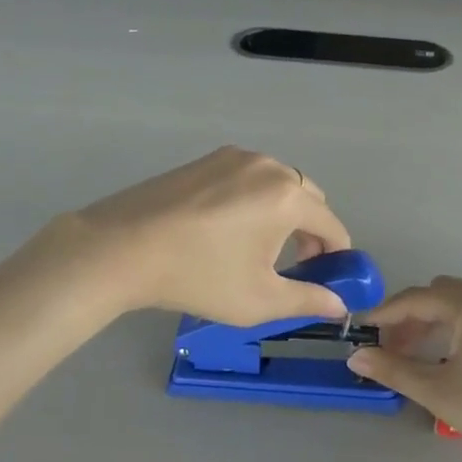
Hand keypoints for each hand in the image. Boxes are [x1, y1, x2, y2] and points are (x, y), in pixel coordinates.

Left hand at [18, 147, 351, 326]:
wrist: (122, 247)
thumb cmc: (198, 276)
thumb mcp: (259, 300)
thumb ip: (307, 300)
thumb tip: (340, 305)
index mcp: (287, 196)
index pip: (331, 224)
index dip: (336, 255)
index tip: (325, 279)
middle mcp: (268, 166)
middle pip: (308, 198)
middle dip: (311, 230)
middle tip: (292, 265)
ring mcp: (235, 157)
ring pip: (278, 183)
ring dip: (282, 212)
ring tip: (256, 247)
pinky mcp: (208, 158)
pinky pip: (249, 176)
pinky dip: (254, 198)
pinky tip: (226, 227)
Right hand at [347, 278, 461, 461]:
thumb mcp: (437, 391)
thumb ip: (393, 369)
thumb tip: (356, 356)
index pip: (416, 298)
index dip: (385, 313)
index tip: (361, 329)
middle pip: (440, 295)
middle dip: (410, 316)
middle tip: (389, 347)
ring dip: (435, 323)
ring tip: (415, 355)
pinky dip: (459, 329)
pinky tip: (452, 359)